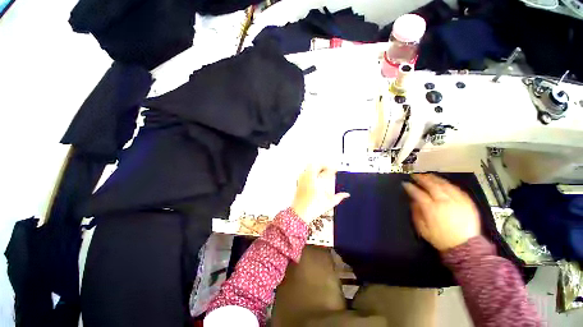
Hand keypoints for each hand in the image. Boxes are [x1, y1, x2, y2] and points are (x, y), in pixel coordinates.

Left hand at [292, 164, 349, 223]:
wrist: (300, 213)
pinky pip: (305, 171)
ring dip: (317, 166)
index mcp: (318, 182)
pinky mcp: (299, 181)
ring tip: (321, 171)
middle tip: (328, 168)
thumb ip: (339, 197)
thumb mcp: (329, 203)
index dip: (333, 169)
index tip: (335, 170)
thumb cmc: (313, 208)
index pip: (327, 171)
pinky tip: (314, 177)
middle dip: (324, 164)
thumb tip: (346, 194)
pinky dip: (310, 170)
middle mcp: (310, 178)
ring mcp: (303, 179)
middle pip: (317, 164)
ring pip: (310, 166)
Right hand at [403, 174, 480, 251]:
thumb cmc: (441, 238)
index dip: (410, 187)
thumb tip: (413, 201)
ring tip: (427, 175)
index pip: (418, 193)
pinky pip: (456, 189)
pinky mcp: (467, 202)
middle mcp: (444, 202)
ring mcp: (457, 201)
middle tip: (415, 175)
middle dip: (421, 179)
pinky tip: (443, 182)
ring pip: (444, 185)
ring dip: (434, 178)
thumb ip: (416, 213)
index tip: (405, 183)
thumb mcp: (422, 229)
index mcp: (431, 209)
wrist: (465, 247)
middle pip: (431, 185)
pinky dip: (448, 184)